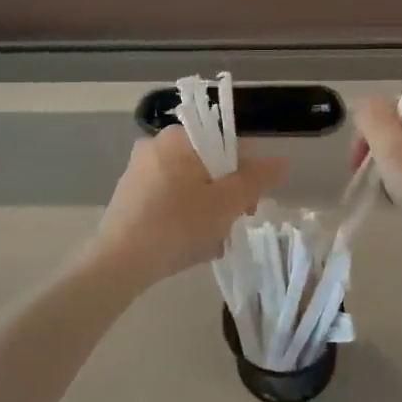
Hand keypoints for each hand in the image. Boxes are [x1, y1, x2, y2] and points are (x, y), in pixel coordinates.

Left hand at [90, 126, 285, 286]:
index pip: (226, 143)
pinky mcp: (128, 198)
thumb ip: (257, 179)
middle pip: (207, 165)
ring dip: (206, 210)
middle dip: (225, 195)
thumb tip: (282, 161)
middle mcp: (155, 146)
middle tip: (233, 224)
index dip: (246, 172)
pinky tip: (191, 245)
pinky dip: (184, 218)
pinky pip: (168, 201)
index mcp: (178, 138)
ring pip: (189, 186)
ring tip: (213, 242)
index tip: (249, 203)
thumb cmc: (178, 225)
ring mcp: (138, 172)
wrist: (119, 263)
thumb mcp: (227, 202)